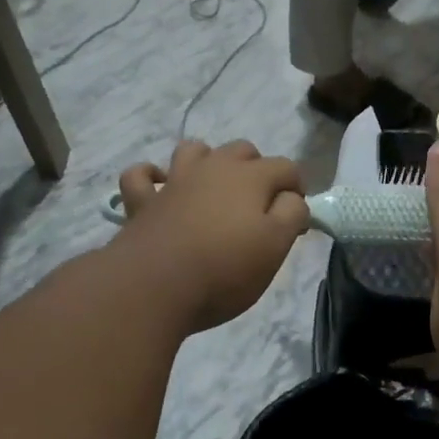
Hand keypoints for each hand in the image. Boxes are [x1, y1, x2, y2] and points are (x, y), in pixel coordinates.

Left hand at [114, 140, 308, 333]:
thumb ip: (292, 214)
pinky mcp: (143, 202)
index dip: (297, 190)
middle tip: (260, 207)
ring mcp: (174, 182)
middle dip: (258, 169)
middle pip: (242, 151)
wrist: (154, 287)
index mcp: (250, 177)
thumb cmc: (225, 269)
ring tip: (215, 189)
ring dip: (208, 162)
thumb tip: (292, 198)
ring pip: (194, 151)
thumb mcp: (276, 246)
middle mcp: (212, 168)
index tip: (296, 221)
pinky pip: (141, 176)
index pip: (286, 167)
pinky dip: (151, 176)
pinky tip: (160, 187)